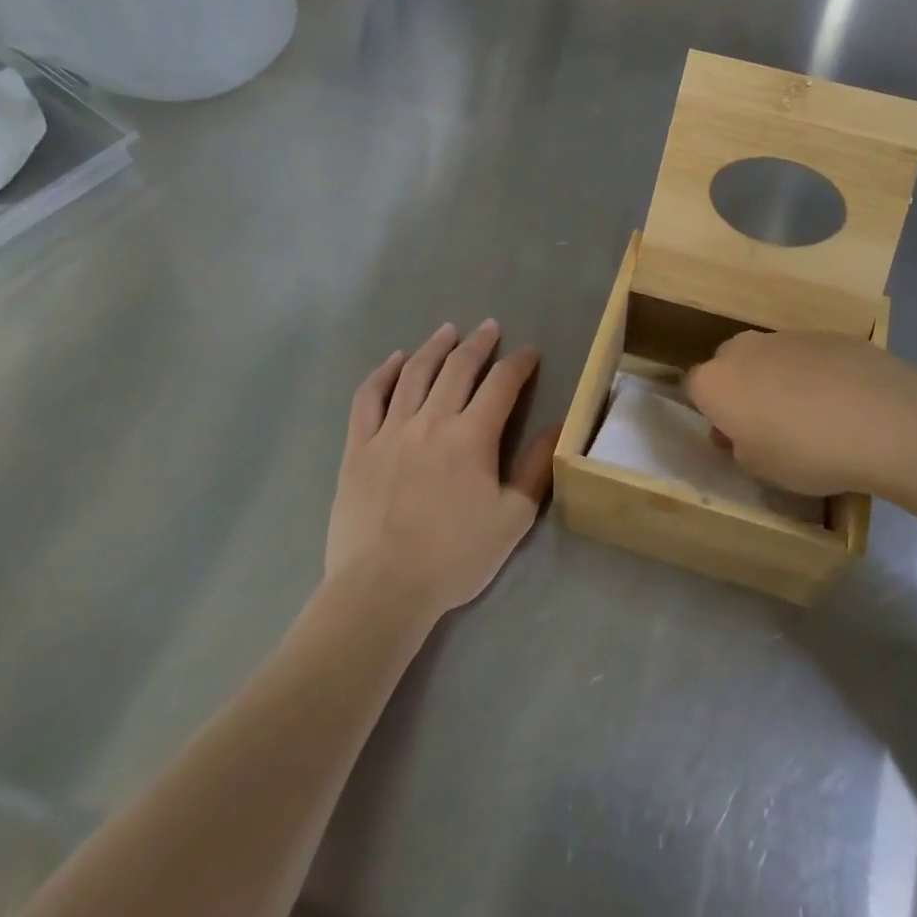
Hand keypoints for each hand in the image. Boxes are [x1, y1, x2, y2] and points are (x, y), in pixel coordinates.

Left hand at [328, 320, 557, 615]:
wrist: (382, 588)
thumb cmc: (454, 557)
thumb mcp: (512, 518)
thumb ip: (536, 469)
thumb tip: (558, 427)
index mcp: (472, 436)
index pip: (501, 384)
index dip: (519, 364)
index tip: (529, 353)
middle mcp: (432, 421)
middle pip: (458, 368)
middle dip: (478, 344)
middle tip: (489, 327)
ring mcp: (390, 431)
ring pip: (414, 374)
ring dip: (434, 347)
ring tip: (447, 331)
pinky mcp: (359, 447)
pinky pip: (369, 398)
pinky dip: (383, 373)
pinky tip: (394, 361)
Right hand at [686, 330, 916, 500]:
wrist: (885, 420)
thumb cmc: (807, 453)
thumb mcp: (760, 468)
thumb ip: (739, 445)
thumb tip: (742, 431)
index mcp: (716, 381)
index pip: (693, 388)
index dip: (710, 412)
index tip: (731, 435)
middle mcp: (743, 349)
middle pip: (730, 365)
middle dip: (741, 389)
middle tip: (767, 424)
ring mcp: (787, 336)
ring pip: (769, 357)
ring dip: (778, 380)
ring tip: (812, 415)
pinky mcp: (827, 333)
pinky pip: (808, 356)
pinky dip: (815, 374)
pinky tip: (843, 402)